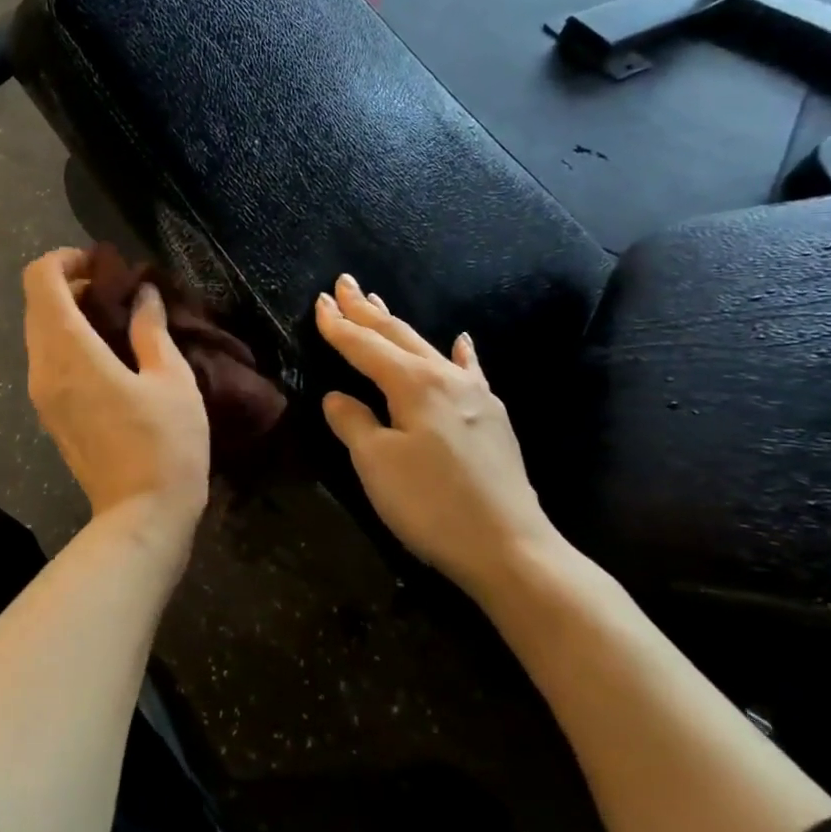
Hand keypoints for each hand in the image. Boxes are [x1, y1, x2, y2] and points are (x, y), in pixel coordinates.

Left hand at [24, 248, 210, 537]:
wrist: (141, 518)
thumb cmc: (165, 445)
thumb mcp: (172, 379)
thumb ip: (151, 329)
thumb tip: (143, 293)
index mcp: (69, 350)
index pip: (40, 279)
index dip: (67, 259)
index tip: (105, 265)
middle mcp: (42, 366)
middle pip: (36, 303)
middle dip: (69, 283)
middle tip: (116, 288)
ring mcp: (41, 393)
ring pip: (38, 331)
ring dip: (68, 312)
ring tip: (116, 317)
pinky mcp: (49, 413)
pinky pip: (46, 358)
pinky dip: (67, 340)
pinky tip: (107, 351)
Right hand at [316, 274, 560, 595]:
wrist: (510, 548)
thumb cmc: (432, 504)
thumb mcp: (377, 464)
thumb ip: (353, 423)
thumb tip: (338, 397)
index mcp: (414, 385)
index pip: (366, 347)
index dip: (339, 326)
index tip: (319, 302)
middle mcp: (446, 379)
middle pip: (398, 336)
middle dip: (367, 311)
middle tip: (345, 284)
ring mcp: (476, 396)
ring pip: (428, 348)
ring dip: (399, 326)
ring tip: (379, 303)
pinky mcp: (493, 418)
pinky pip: (468, 372)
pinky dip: (457, 354)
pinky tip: (460, 342)